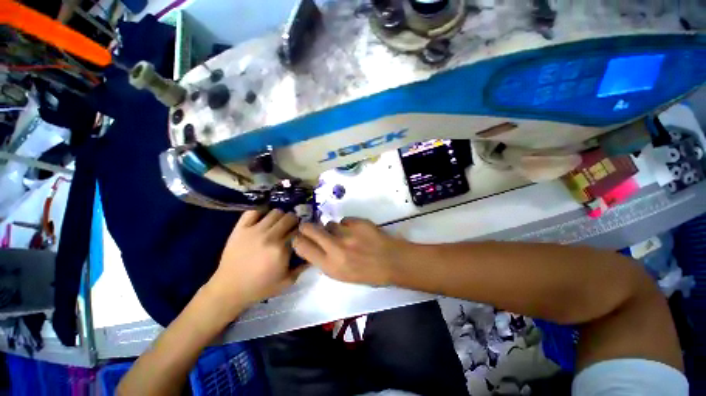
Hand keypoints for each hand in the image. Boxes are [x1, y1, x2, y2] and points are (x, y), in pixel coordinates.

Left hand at [205, 210, 306, 317]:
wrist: (229, 289)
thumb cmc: (260, 287)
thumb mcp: (286, 282)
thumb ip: (302, 267)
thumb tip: (313, 255)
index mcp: (281, 249)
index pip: (298, 231)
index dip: (302, 231)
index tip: (301, 235)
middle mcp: (269, 236)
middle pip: (289, 217)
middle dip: (294, 221)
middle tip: (291, 228)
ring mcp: (253, 231)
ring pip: (275, 212)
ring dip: (280, 216)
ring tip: (277, 224)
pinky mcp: (240, 229)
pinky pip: (252, 212)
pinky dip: (260, 213)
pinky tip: (262, 220)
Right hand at [293, 218, 405, 285]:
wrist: (391, 261)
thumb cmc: (367, 273)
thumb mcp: (342, 275)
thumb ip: (325, 261)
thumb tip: (314, 247)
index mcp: (330, 265)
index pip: (302, 247)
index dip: (297, 240)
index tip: (298, 238)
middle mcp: (335, 248)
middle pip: (310, 229)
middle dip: (306, 227)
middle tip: (310, 228)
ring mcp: (347, 233)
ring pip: (329, 224)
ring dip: (332, 228)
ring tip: (344, 235)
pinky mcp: (358, 222)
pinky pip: (345, 220)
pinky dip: (348, 225)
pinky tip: (356, 231)